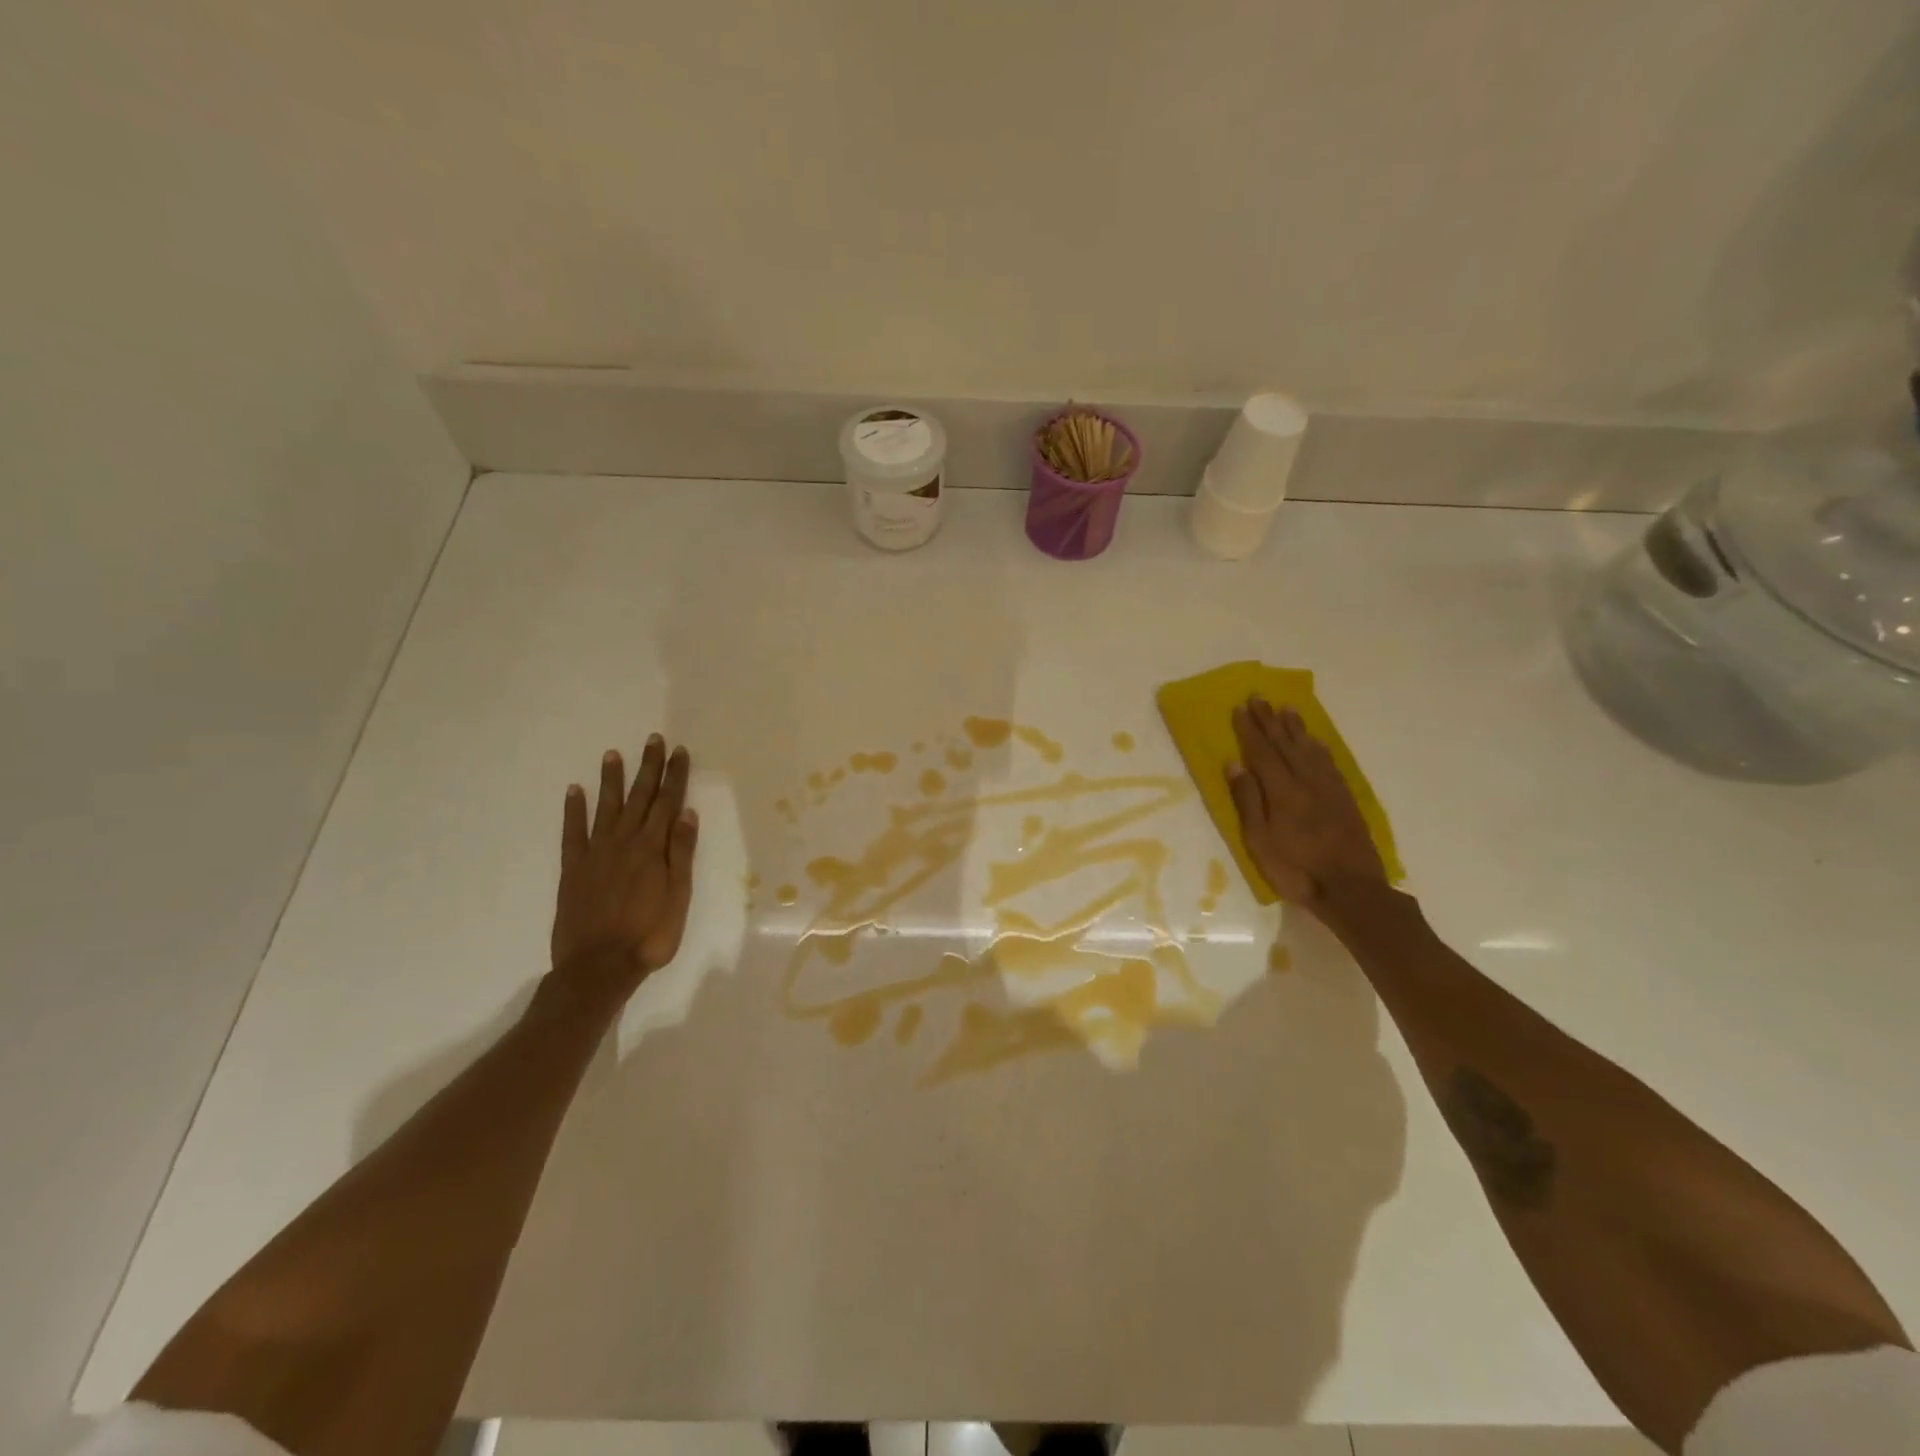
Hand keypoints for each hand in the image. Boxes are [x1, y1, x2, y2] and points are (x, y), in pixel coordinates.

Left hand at [548, 735, 698, 1005]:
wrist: (598, 966)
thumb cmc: (649, 935)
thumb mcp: (679, 896)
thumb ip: (681, 853)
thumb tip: (686, 813)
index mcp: (653, 848)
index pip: (668, 803)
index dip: (675, 776)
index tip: (679, 752)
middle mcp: (625, 842)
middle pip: (640, 797)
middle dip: (648, 767)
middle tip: (653, 740)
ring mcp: (596, 853)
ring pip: (607, 807)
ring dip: (612, 780)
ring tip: (613, 754)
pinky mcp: (573, 868)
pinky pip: (573, 832)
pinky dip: (573, 810)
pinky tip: (574, 791)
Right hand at [1226, 696, 1385, 909]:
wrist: (1351, 890)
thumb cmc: (1296, 869)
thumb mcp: (1259, 841)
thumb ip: (1247, 801)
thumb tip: (1234, 763)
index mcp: (1282, 791)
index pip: (1262, 752)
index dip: (1250, 729)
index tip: (1240, 708)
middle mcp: (1306, 782)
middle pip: (1285, 744)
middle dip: (1270, 720)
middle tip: (1259, 697)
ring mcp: (1329, 789)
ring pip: (1309, 750)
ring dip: (1296, 728)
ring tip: (1287, 709)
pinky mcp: (1345, 800)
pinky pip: (1330, 764)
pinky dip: (1319, 748)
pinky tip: (1315, 742)